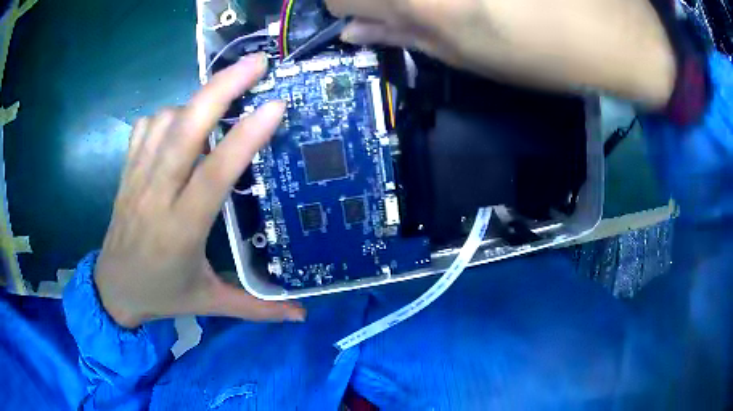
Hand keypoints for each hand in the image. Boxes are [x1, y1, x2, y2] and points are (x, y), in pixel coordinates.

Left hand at [95, 54, 304, 328]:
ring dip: (197, 101)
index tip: (275, 105)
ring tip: (223, 95)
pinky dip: (168, 114)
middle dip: (220, 89)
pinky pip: (146, 127)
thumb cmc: (162, 296)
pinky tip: (181, 122)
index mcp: (181, 231)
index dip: (244, 138)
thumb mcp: (209, 304)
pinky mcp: (126, 171)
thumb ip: (257, 309)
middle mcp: (155, 196)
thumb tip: (302, 317)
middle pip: (184, 130)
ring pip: (165, 121)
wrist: (113, 290)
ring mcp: (136, 178)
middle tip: (256, 63)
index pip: (212, 176)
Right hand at [327, 0, 675, 107]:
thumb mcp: (472, 60)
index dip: (350, 9)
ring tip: (463, 2)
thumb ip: (405, 38)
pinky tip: (492, 0)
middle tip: (419, 5)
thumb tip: (355, 31)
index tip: (371, 16)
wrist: (617, 27)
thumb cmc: (550, 54)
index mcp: (422, 1)